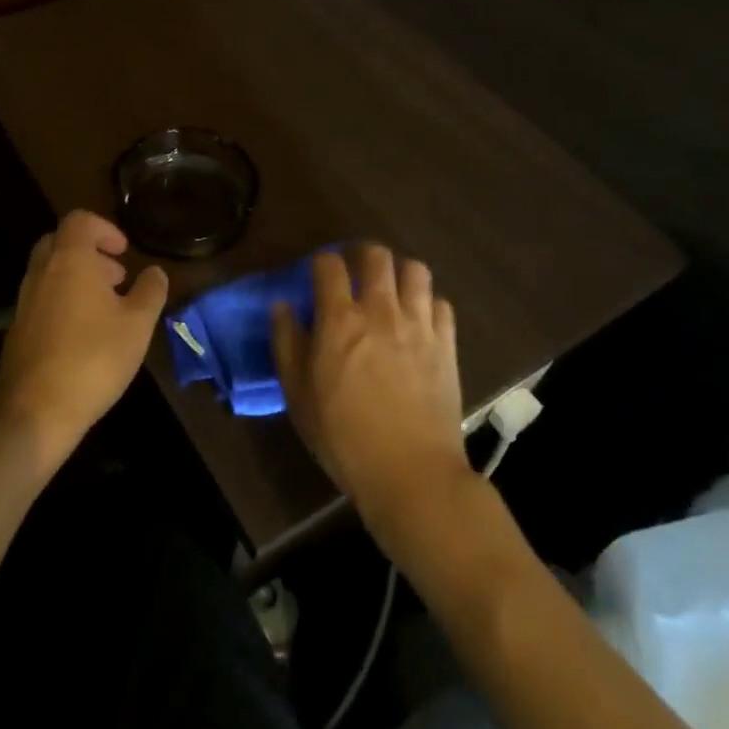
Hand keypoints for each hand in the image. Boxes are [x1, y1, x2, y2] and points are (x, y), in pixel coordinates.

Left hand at [0, 210, 168, 461]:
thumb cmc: (94, 359)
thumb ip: (150, 291)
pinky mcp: (17, 330)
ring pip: (48, 271)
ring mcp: (24, 302)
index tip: (124, 252)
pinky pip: (40, 298)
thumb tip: (155, 272)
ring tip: (105, 307)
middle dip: (88, 251)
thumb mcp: (138, 325)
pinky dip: (62, 300)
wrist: (36, 412)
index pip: (79, 220)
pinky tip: (82, 334)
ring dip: (75, 277)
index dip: (104, 228)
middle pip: (59, 242)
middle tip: (114, 276)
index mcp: (69, 261)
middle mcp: (41, 273)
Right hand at [272, 245, 470, 538]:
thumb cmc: (343, 436)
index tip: (318, 273)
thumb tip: (282, 306)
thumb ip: (287, 343)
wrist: (410, 473)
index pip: (329, 264)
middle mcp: (380, 310)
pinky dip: (428, 303)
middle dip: (362, 255)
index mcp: (339, 320)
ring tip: (390, 289)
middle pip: (376, 255)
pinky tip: (419, 319)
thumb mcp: (298, 395)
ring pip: (415, 270)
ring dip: (399, 272)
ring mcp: (418, 324)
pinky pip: (441, 303)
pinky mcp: (447, 344)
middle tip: (354, 272)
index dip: (321, 261)